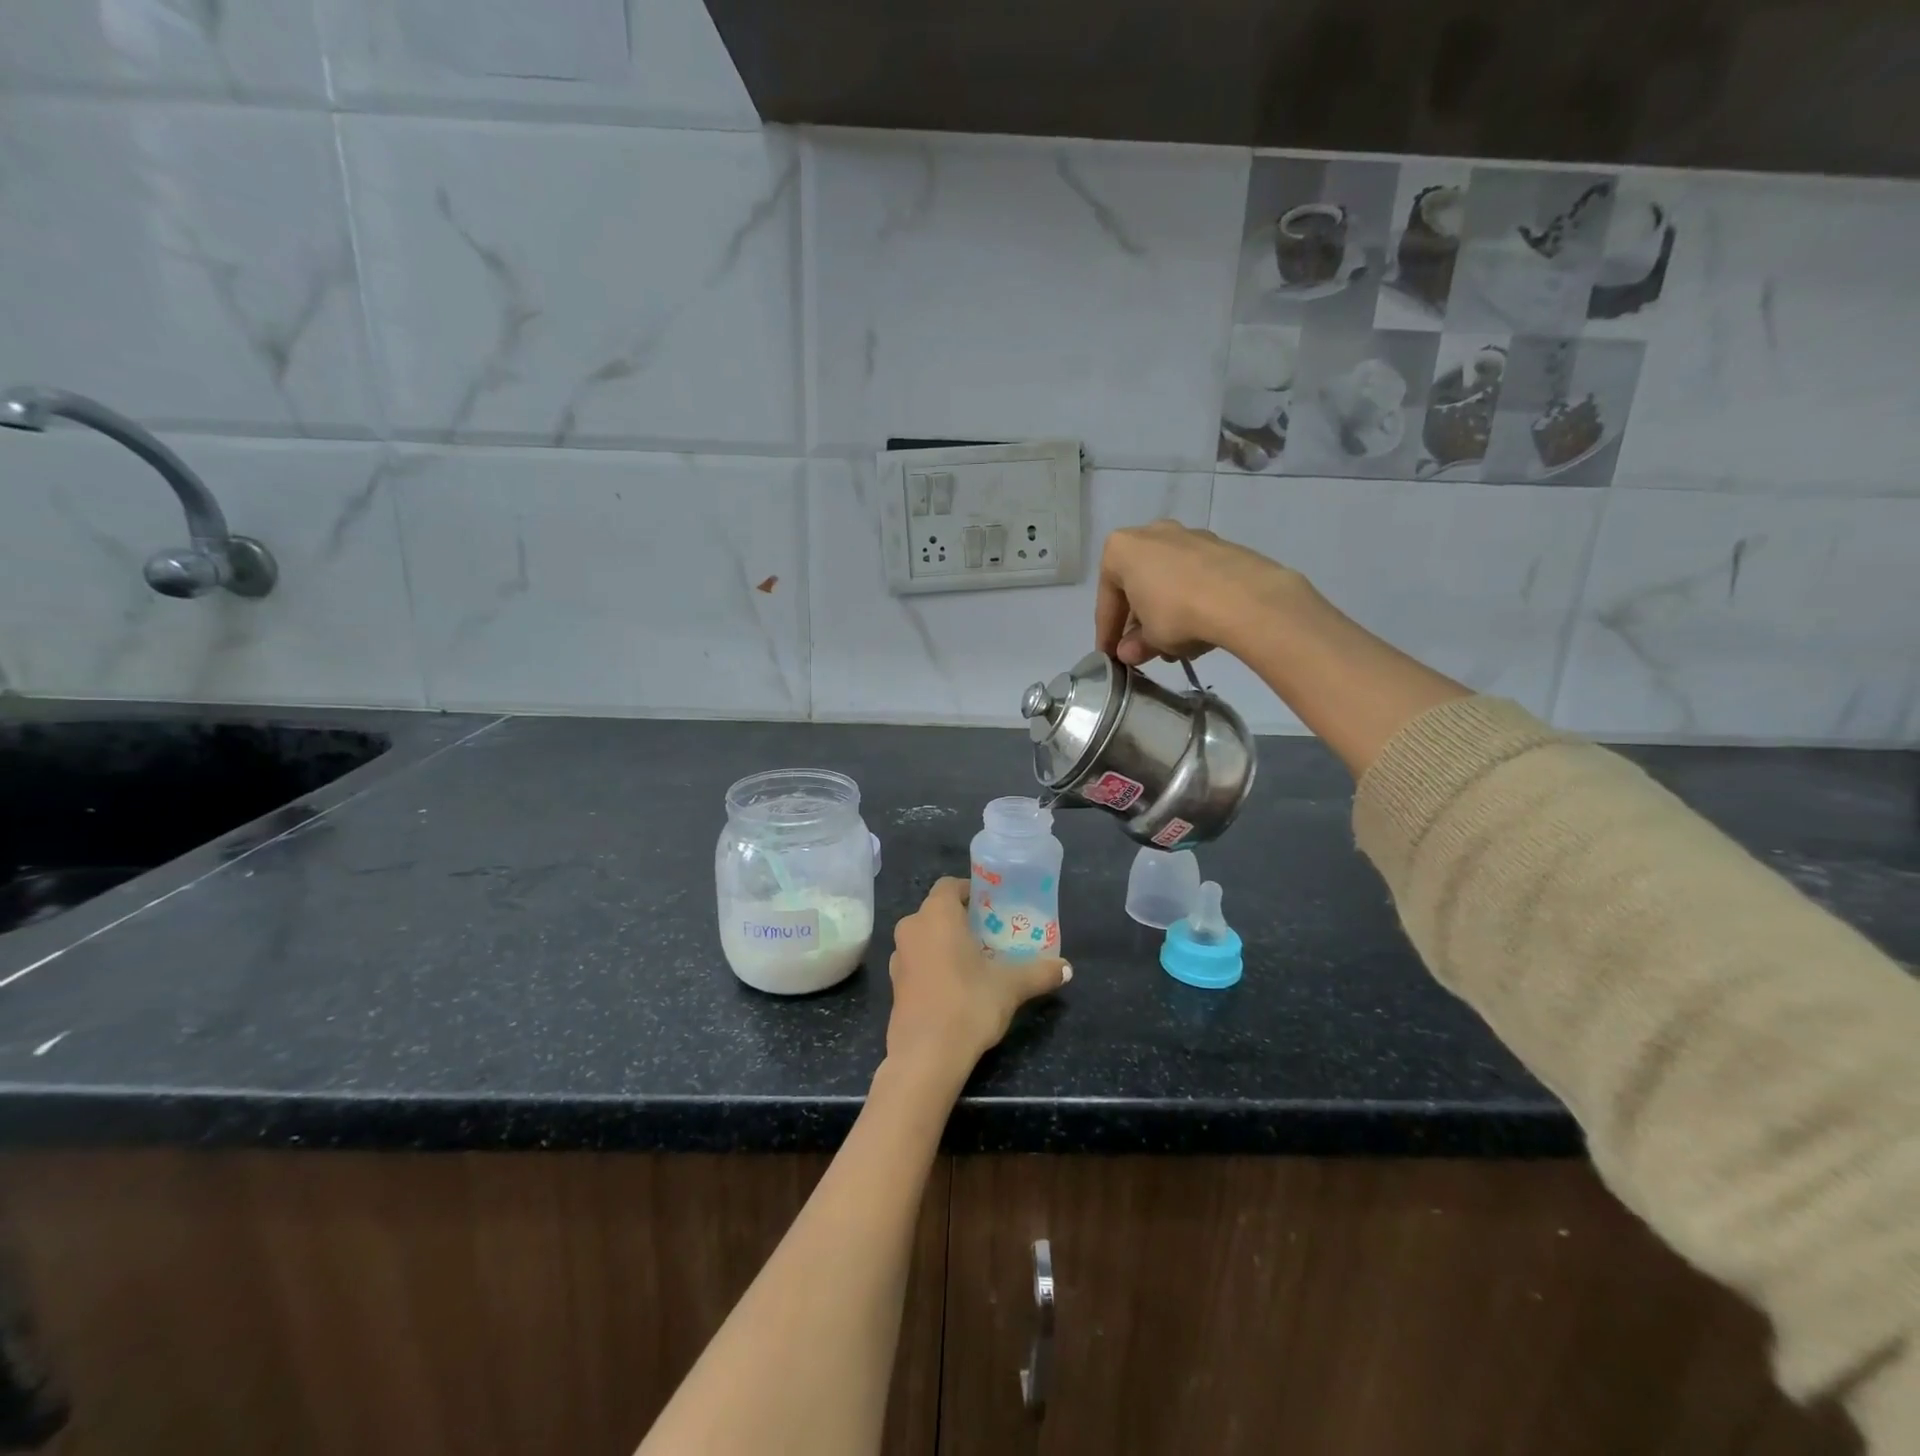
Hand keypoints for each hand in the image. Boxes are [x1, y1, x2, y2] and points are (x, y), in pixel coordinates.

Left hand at [886, 878, 1068, 1077]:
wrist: (925, 1055)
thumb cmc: (967, 1004)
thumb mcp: (1010, 987)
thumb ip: (1039, 972)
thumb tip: (1067, 968)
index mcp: (937, 914)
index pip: (950, 885)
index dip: (971, 891)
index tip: (994, 906)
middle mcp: (912, 927)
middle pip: (938, 910)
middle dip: (963, 919)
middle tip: (992, 934)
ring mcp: (899, 956)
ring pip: (926, 936)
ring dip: (947, 942)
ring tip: (978, 960)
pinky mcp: (895, 984)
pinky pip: (918, 960)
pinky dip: (935, 963)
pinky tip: (957, 985)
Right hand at [1095, 520, 1306, 665]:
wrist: (1245, 598)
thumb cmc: (1177, 613)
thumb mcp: (1150, 638)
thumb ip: (1135, 645)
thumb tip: (1129, 653)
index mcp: (1121, 549)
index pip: (1107, 600)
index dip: (1107, 633)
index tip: (1110, 656)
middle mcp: (1151, 533)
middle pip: (1138, 586)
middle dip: (1140, 621)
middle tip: (1143, 650)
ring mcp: (1188, 535)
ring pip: (1167, 581)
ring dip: (1166, 613)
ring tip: (1176, 646)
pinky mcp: (1220, 546)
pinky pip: (1194, 578)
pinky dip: (1191, 602)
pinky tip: (1199, 628)